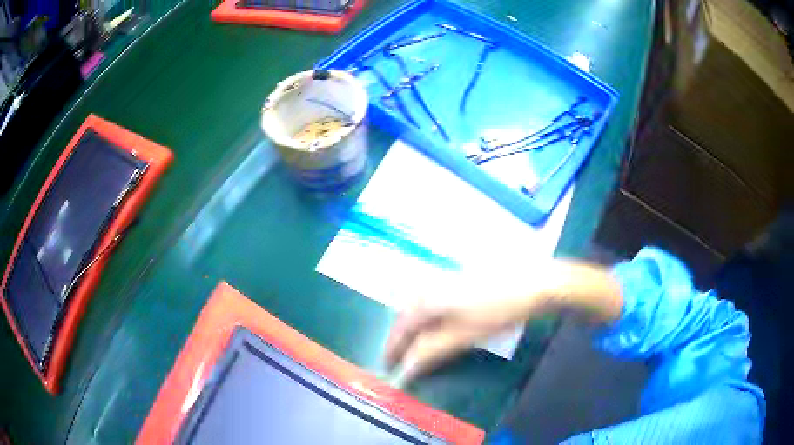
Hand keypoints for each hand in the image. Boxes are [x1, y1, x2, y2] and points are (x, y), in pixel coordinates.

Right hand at [383, 261, 621, 382]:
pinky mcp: (456, 280)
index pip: (400, 328)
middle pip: (405, 316)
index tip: (388, 368)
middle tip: (400, 360)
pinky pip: (431, 302)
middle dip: (400, 339)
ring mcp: (443, 279)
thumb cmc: (497, 311)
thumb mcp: (462, 336)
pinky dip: (427, 319)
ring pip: (417, 308)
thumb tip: (406, 369)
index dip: (392, 350)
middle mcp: (428, 286)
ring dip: (413, 329)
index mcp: (426, 299)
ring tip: (415, 348)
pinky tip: (435, 328)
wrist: (533, 282)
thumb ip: (431, 352)